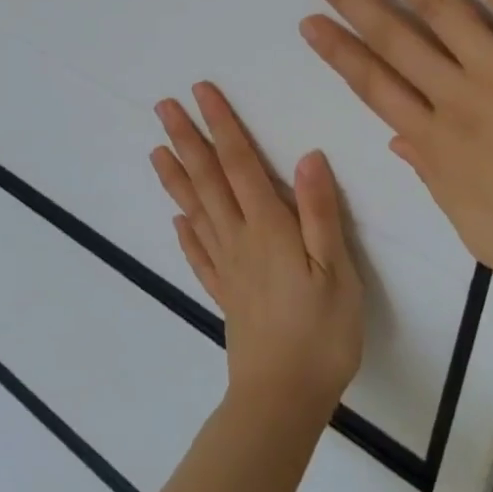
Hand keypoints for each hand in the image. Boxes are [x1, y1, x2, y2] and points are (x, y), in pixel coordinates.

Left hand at [152, 83, 364, 421]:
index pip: (240, 163)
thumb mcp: (336, 270)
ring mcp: (227, 268)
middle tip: (163, 107)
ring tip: (156, 150)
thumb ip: (320, 212)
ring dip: (176, 178)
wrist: (283, 399)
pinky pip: (198, 255)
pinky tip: (177, 220)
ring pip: (195, 211)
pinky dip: (185, 233)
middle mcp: (239, 239)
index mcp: (268, 227)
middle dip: (187, 139)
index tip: (201, 92)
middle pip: (208, 180)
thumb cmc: (321, 333)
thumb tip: (307, 155)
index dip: (221, 125)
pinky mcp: (224, 295)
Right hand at [298, 0, 492, 336]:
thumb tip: (400, 139)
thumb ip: (433, 175)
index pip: (372, 84)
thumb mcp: (472, 225)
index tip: (311, 23)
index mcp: (432, 142)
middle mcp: (453, 95)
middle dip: (351, 0)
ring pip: (435, 4)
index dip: (338, 51)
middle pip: (391, 37)